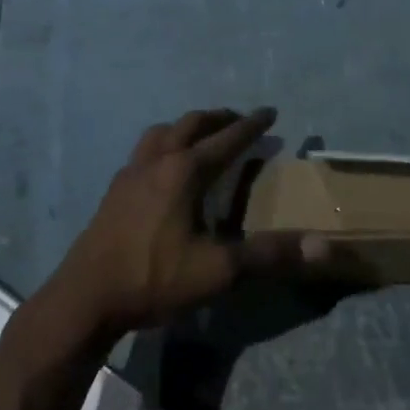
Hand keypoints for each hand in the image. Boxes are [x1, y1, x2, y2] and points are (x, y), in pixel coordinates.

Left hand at [48, 107, 314, 336]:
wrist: (86, 297)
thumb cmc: (154, 278)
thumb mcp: (218, 270)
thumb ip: (269, 255)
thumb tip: (323, 245)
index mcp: (184, 171)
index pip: (226, 139)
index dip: (251, 125)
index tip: (271, 112)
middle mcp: (157, 161)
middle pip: (191, 124)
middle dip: (219, 118)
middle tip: (239, 120)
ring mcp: (130, 172)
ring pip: (162, 132)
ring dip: (187, 126)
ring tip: (202, 135)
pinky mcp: (114, 189)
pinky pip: (144, 150)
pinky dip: (164, 143)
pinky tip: (164, 168)